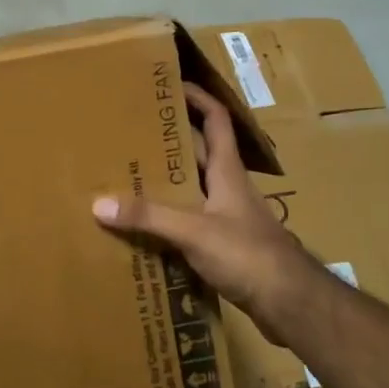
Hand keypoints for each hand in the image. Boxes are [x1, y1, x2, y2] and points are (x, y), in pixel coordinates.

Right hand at [91, 83, 322, 343]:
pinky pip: (192, 222)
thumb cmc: (248, 254)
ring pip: (194, 189)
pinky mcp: (227, 245)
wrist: (290, 303)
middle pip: (199, 153)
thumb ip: (149, 217)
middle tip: (133, 134)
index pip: (215, 120)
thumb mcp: (194, 231)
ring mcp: (230, 217)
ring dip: (168, 182)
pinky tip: (147, 228)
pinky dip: (171, 220)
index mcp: (227, 171)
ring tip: (130, 177)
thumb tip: (99, 204)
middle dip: (170, 140)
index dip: (197, 98)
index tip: (171, 84)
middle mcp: (229, 187)